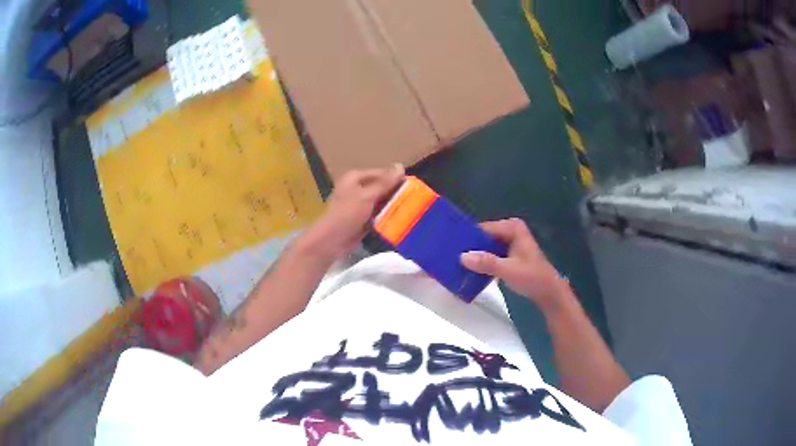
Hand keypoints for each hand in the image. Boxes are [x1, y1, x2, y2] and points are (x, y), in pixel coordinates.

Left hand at [300, 165, 404, 260]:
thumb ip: (384, 182)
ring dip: (392, 206)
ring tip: (411, 210)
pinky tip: (399, 220)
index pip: (381, 173)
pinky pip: (377, 215)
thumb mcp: (367, 196)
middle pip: (381, 187)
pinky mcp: (361, 219)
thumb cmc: (347, 214)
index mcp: (355, 178)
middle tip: (415, 199)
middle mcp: (356, 188)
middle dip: (395, 193)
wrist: (331, 241)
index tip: (414, 187)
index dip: (396, 179)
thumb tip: (401, 166)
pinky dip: (386, 217)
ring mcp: (359, 204)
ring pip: (380, 202)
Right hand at [460, 218, 568, 311]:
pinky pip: (489, 255)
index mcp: (512, 227)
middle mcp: (509, 231)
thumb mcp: (508, 270)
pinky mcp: (506, 255)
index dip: (468, 238)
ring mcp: (508, 243)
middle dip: (469, 248)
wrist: (548, 292)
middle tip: (449, 258)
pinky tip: (467, 272)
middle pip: (482, 237)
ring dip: (473, 257)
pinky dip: (480, 263)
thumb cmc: (532, 277)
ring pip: (484, 247)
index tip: (450, 247)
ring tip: (454, 265)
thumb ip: (486, 262)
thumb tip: (462, 257)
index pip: (483, 228)